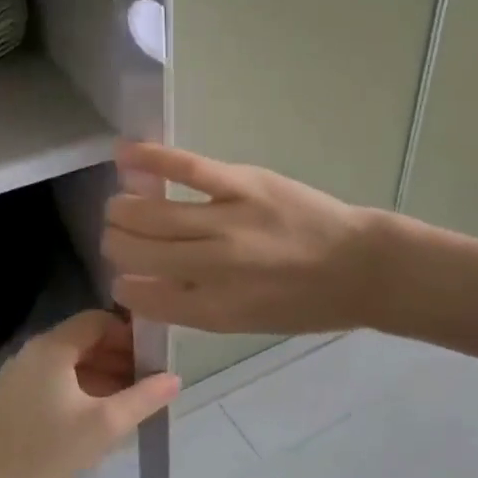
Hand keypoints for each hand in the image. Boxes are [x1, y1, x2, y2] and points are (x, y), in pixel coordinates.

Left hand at [0, 310, 178, 477]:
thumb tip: (175, 378)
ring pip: (70, 363)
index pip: (98, 320)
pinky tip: (100, 417)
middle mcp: (31, 354)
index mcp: (50, 348)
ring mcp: (18, 378)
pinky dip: (82, 389)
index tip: (154, 358)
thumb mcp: (106, 424)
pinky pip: (55, 382)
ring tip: (130, 402)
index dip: (129, 334)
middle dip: (119, 356)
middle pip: (84, 340)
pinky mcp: (12, 402)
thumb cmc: (49, 455)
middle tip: (148, 382)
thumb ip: (145, 397)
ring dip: (103, 375)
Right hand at [104, 142, 385, 334]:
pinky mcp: (244, 183)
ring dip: (123, 208)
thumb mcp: (248, 324)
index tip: (125, 276)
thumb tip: (149, 286)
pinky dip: (150, 158)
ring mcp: (226, 221)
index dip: (123, 285)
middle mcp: (211, 267)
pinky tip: (123, 154)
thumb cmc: (308, 304)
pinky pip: (186, 167)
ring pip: (148, 211)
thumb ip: (197, 308)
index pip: (140, 295)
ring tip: (121, 204)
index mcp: (212, 309)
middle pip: (135, 249)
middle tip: (121, 237)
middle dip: (116, 244)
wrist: (360, 267)